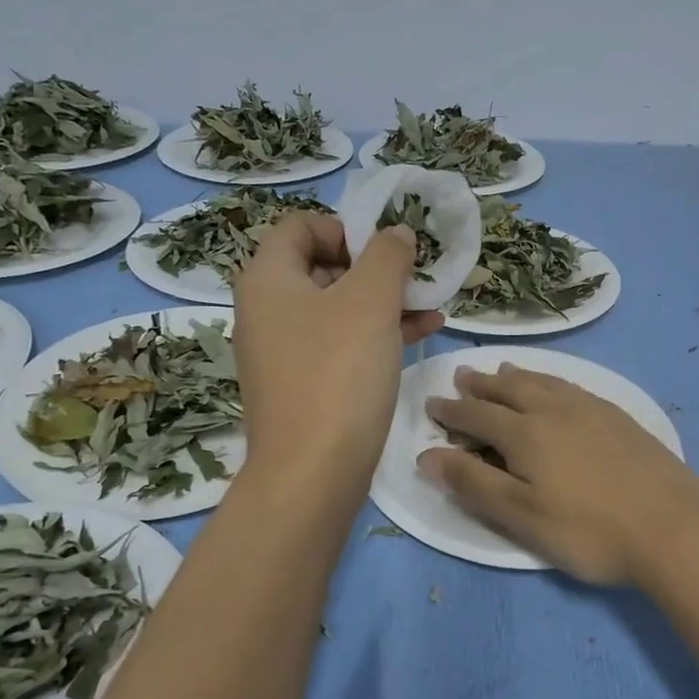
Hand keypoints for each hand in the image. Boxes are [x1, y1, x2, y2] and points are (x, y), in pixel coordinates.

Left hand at [233, 214, 441, 499]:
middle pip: (321, 266)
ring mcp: (283, 351)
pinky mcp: (302, 384)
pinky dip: (376, 333)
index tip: (385, 250)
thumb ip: (387, 256)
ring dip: (384, 301)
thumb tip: (396, 234)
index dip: (346, 227)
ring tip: (432, 306)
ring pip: (337, 308)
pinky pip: (340, 343)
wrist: (312, 472)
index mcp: (268, 279)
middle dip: (374, 267)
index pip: (300, 226)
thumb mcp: (370, 301)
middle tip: (414, 278)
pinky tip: (422, 334)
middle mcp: (267, 310)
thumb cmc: (338, 373)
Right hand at [420, 364, 698, 587]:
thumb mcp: (521, 516)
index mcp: (526, 433)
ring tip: (501, 370)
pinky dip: (551, 381)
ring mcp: (592, 409)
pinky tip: (557, 389)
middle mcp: (555, 410)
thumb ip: (473, 484)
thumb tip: (427, 456)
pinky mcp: (619, 417)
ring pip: (543, 382)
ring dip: (516, 376)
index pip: (477, 414)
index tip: (432, 403)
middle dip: (481, 384)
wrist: (674, 527)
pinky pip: (572, 386)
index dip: (452, 410)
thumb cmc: (589, 530)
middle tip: (461, 376)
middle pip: (509, 389)